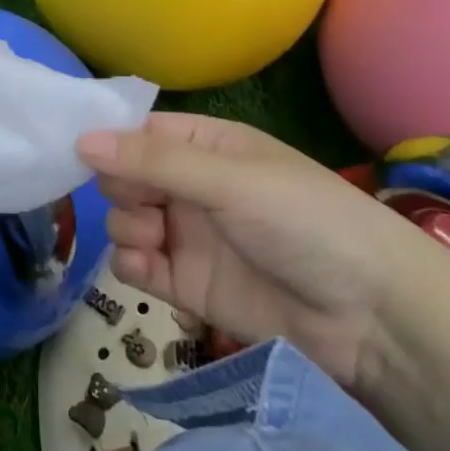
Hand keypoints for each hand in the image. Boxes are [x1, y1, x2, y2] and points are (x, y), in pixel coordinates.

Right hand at [76, 114, 426, 387]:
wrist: (371, 318)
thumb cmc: (306, 223)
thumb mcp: (230, 180)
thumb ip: (153, 162)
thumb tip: (81, 139)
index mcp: (206, 146)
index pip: (140, 132)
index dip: (109, 140)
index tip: (79, 152)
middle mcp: (191, 186)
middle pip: (124, 176)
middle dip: (119, 186)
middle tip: (140, 200)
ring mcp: (187, 235)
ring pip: (125, 219)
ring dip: (126, 225)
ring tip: (153, 236)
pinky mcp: (186, 284)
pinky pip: (136, 265)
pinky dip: (132, 264)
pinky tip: (149, 267)